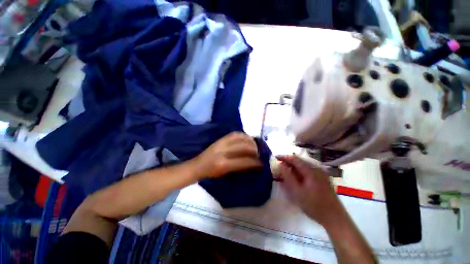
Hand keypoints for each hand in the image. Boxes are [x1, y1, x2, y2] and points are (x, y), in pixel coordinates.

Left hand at [193, 132, 262, 178]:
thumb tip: (253, 163)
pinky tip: (247, 138)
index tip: (262, 163)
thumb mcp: (225, 174)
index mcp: (224, 164)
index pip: (244, 161)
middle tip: (260, 153)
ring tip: (255, 145)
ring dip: (250, 141)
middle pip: (244, 147)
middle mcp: (223, 152)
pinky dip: (243, 135)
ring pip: (240, 138)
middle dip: (255, 150)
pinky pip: (234, 134)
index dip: (256, 162)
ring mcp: (221, 143)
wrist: (197, 165)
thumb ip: (239, 167)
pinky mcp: (220, 139)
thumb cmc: (211, 174)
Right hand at [276, 155, 342, 225]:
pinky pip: (309, 169)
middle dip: (288, 161)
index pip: (294, 159)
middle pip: (299, 160)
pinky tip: (297, 176)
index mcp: (311, 171)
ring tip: (286, 170)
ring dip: (294, 166)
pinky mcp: (323, 177)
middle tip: (279, 165)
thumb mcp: (297, 192)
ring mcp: (321, 173)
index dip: (284, 157)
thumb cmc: (314, 206)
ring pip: (304, 164)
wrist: (335, 218)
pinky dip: (300, 170)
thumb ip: (288, 177)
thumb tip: (280, 165)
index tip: (275, 157)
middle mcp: (317, 168)